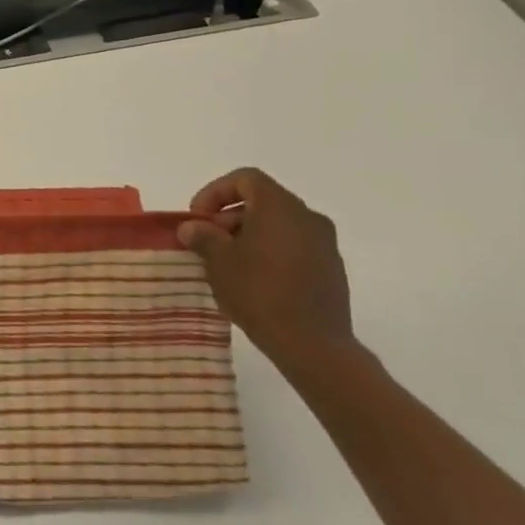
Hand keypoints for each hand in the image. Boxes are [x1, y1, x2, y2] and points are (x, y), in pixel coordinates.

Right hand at [178, 168, 359, 377]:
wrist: (313, 345)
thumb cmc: (260, 292)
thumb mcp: (219, 261)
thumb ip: (203, 236)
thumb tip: (192, 227)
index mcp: (280, 207)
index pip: (245, 179)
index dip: (215, 192)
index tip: (199, 217)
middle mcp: (307, 217)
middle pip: (262, 200)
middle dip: (229, 216)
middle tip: (208, 240)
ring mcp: (324, 244)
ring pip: (278, 224)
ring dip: (249, 234)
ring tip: (228, 262)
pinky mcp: (331, 269)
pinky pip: (294, 246)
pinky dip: (270, 251)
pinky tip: (254, 279)